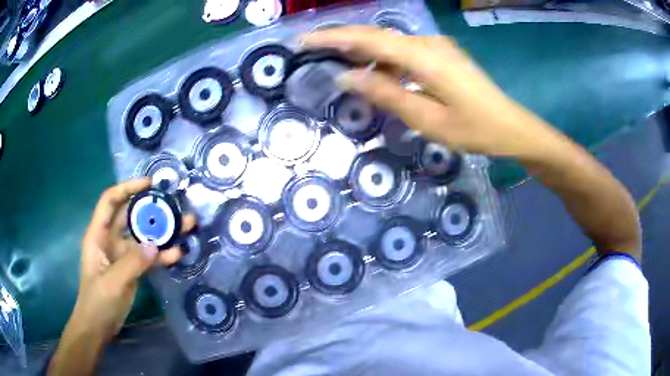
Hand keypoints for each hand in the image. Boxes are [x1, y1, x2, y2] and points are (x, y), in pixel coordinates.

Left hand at [49, 179, 195, 375]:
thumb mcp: (113, 282)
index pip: (110, 201)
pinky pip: (148, 256)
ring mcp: (122, 255)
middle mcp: (110, 239)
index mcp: (98, 234)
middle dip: (152, 209)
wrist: (99, 326)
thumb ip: (132, 263)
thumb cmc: (98, 301)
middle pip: (131, 216)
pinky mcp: (132, 269)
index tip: (150, 185)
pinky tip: (178, 254)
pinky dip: (162, 254)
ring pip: (143, 236)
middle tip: (175, 205)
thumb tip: (155, 245)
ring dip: (163, 232)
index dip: (127, 188)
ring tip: (186, 226)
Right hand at [303, 26, 563, 158]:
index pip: (368, 39)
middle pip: (376, 36)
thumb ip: (387, 94)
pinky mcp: (441, 54)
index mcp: (424, 57)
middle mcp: (428, 43)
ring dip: (364, 54)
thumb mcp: (427, 120)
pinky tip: (377, 78)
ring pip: (390, 44)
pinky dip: (385, 63)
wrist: (510, 126)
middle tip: (313, 51)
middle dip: (342, 41)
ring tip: (341, 70)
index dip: (333, 37)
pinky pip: (404, 53)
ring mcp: (436, 46)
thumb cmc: (474, 129)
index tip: (304, 40)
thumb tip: (347, 78)